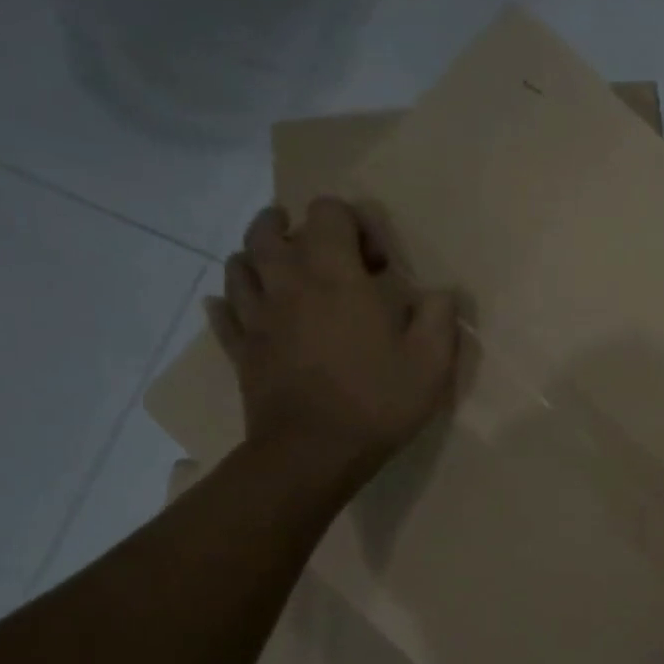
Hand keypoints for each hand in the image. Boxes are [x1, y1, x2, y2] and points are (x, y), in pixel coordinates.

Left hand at [208, 199, 460, 487]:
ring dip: (260, 258)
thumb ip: (439, 316)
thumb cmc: (376, 401)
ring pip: (239, 264)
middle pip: (270, 229)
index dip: (355, 224)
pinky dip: (231, 303)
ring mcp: (256, 316)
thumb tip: (438, 293)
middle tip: (325, 255)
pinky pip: (223, 312)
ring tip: (284, 274)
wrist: (313, 453)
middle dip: (296, 228)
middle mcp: (287, 282)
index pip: (329, 211)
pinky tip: (243, 309)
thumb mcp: (432, 361)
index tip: (378, 265)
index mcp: (334, 275)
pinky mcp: (239, 349)